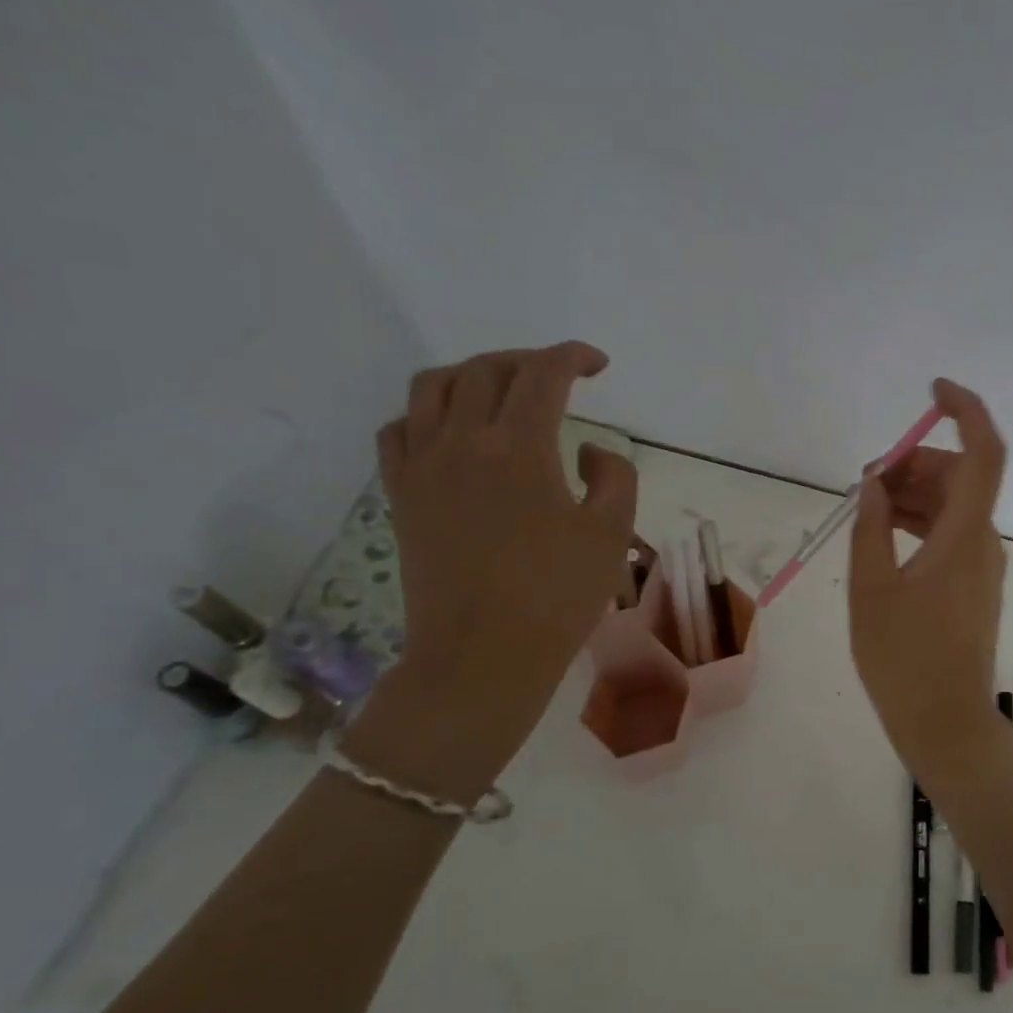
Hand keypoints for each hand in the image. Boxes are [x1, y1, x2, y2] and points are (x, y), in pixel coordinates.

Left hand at [346, 344, 636, 796]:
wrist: (482, 656)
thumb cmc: (557, 597)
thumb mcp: (612, 533)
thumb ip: (614, 476)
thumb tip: (586, 451)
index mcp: (519, 447)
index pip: (543, 373)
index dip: (573, 356)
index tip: (598, 365)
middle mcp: (461, 441)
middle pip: (486, 369)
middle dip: (528, 361)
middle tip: (558, 378)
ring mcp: (422, 466)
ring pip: (432, 386)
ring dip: (472, 375)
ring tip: (500, 393)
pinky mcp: (400, 495)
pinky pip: (398, 429)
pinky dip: (426, 414)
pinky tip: (450, 433)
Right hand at [848, 378, 1008, 776]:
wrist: (946, 725)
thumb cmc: (904, 660)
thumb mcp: (871, 589)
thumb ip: (871, 527)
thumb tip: (875, 483)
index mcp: (965, 536)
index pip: (984, 453)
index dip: (966, 410)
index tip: (932, 390)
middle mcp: (984, 543)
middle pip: (960, 478)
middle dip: (916, 464)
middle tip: (867, 481)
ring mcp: (982, 566)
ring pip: (954, 507)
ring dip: (914, 495)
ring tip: (867, 508)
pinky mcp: (973, 587)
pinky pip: (951, 535)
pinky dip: (921, 523)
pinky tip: (885, 535)